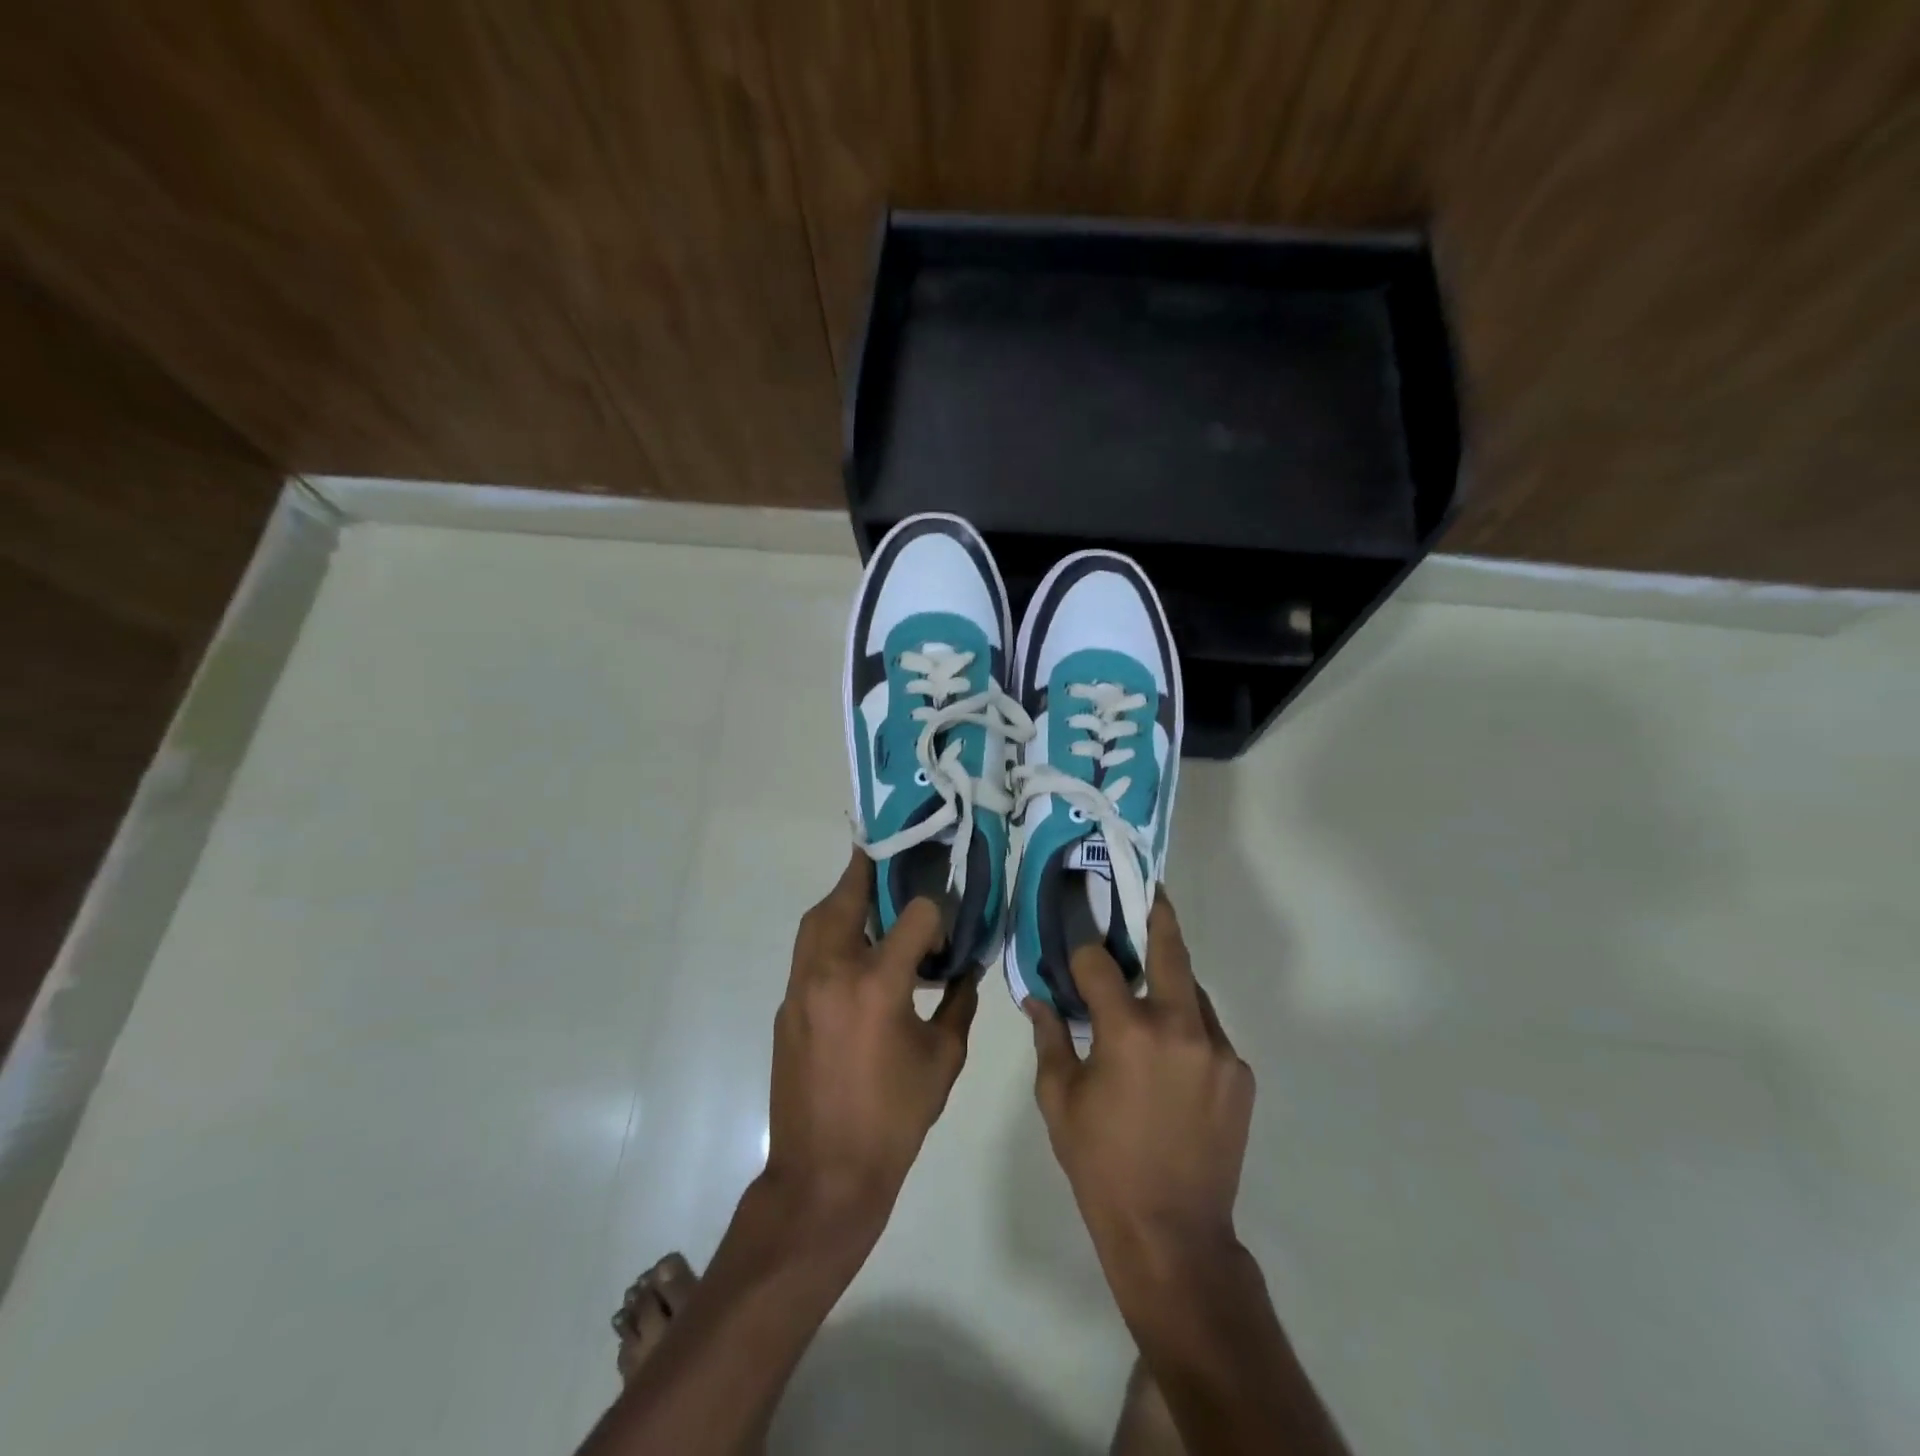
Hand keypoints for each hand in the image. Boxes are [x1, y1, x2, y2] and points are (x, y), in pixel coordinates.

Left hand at [766, 849, 977, 1233]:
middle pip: (846, 898)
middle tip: (890, 856)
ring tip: (872, 896)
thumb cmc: (893, 1120)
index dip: (937, 912)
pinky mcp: (787, 1007)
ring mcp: (801, 989)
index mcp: (877, 985)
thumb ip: (957, 1004)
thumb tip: (964, 970)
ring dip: (844, 901)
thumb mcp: (943, 1059)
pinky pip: (809, 953)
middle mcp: (832, 973)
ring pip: (817, 922)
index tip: (949, 924)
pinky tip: (856, 953)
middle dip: (869, 872)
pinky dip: (831, 937)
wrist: (823, 1175)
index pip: (914, 916)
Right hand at [1026, 896, 1254, 1274]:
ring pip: (1193, 992)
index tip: (1073, 945)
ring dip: (1170, 982)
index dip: (1082, 952)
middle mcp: (1180, 1027)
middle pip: (1170, 950)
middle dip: (1156, 915)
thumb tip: (1037, 998)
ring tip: (1149, 986)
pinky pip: (1208, 1032)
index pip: (1100, 962)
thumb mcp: (1059, 1100)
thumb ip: (1050, 1038)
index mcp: (1129, 1031)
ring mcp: (1218, 1050)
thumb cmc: (1101, 1165)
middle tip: (1148, 890)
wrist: (1173, 1235)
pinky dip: (1186, 1028)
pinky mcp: (1239, 1074)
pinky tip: (1169, 1053)